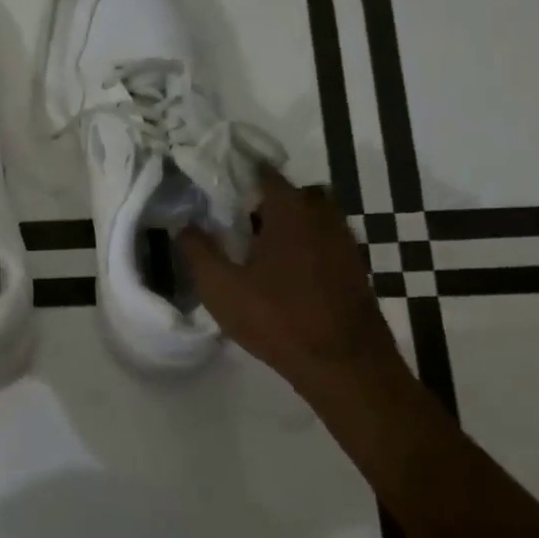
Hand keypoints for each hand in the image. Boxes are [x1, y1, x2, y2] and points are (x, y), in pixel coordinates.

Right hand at [179, 168, 402, 397]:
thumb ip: (197, 251)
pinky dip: (305, 247)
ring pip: (312, 218)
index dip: (238, 172)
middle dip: (266, 200)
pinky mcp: (355, 268)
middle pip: (293, 193)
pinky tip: (284, 274)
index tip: (216, 182)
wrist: (345, 365)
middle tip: (238, 220)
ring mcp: (345, 242)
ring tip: (258, 249)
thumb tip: (184, 224)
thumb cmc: (278, 318)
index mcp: (290, 210)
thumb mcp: (221, 287)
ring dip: (288, 225)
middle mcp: (323, 216)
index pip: (264, 172)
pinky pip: (325, 242)